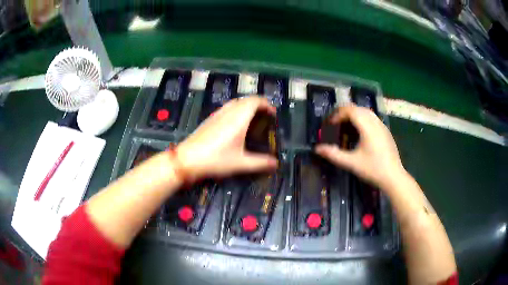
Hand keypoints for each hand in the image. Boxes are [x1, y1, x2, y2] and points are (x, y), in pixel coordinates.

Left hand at [176, 96, 277, 180]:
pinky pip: (227, 108)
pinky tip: (235, 125)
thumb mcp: (240, 163)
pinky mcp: (210, 119)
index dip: (266, 104)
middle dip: (258, 104)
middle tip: (265, 117)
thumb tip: (276, 163)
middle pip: (246, 99)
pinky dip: (237, 110)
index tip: (273, 114)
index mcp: (238, 118)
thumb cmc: (216, 160)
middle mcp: (228, 112)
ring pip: (236, 102)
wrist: (188, 159)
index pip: (255, 101)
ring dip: (247, 106)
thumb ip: (260, 163)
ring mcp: (217, 114)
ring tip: (253, 119)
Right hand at [315, 105, 405, 189]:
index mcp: (367, 127)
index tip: (330, 124)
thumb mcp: (351, 163)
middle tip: (335, 123)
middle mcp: (375, 122)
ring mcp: (382, 126)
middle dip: (344, 112)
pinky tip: (359, 132)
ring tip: (346, 126)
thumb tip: (317, 149)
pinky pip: (372, 118)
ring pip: (366, 112)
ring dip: (354, 115)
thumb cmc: (373, 169)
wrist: (393, 177)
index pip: (350, 110)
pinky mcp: (386, 131)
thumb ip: (333, 154)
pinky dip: (362, 119)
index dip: (338, 114)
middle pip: (358, 108)